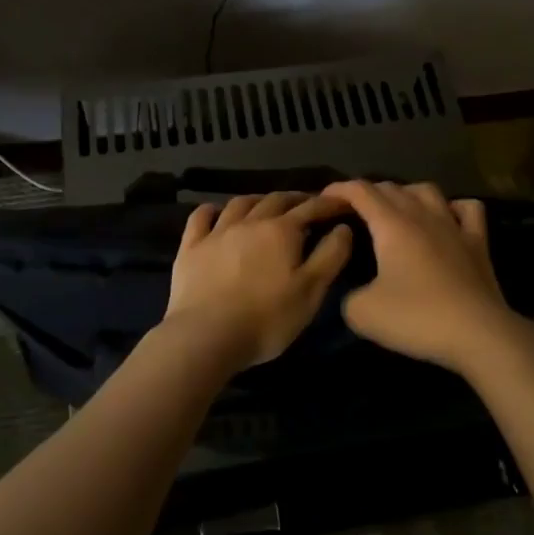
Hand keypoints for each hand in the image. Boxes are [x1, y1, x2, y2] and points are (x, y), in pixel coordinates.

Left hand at [162, 192, 354, 370]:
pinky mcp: (191, 247)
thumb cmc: (266, 318)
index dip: (328, 203)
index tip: (342, 203)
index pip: (311, 208)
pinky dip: (212, 209)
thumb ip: (330, 256)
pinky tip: (216, 212)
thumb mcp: (311, 291)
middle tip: (307, 204)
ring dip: (258, 200)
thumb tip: (343, 227)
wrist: (206, 336)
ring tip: (266, 204)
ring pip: (240, 203)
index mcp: (282, 231)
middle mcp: (250, 222)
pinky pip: (201, 217)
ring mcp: (217, 232)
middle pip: (276, 200)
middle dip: (295, 198)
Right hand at [321, 180, 527, 372]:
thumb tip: (354, 292)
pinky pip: (467, 209)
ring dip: (405, 193)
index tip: (323, 198)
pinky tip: (447, 218)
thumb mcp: (363, 313)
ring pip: (427, 190)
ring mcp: (454, 225)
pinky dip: (452, 207)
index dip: (339, 189)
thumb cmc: (417, 318)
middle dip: (367, 192)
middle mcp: (422, 215)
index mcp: (391, 225)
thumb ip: (347, 295)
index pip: (360, 191)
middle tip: (352, 210)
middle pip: (391, 188)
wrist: (479, 335)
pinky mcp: (478, 242)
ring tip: (395, 209)